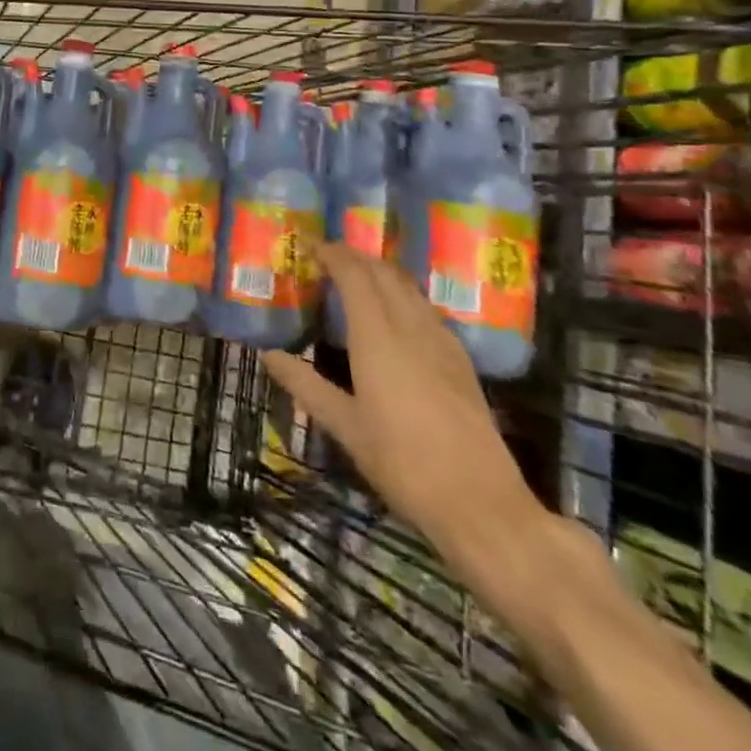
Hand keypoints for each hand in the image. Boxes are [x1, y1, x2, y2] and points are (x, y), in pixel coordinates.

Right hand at [262, 242, 544, 579]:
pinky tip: (394, 316)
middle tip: (327, 258)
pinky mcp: (460, 361)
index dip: (332, 254)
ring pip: (409, 288)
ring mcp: (442, 343)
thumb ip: (305, 385)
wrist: (481, 504)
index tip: (309, 246)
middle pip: (384, 273)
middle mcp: (411, 328)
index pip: (355, 275)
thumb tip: (268, 355)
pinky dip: (402, 295)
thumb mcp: (345, 426)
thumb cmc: (402, 463)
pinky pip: (425, 309)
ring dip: (380, 272)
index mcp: (378, 338)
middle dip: (355, 257)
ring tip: (356, 279)